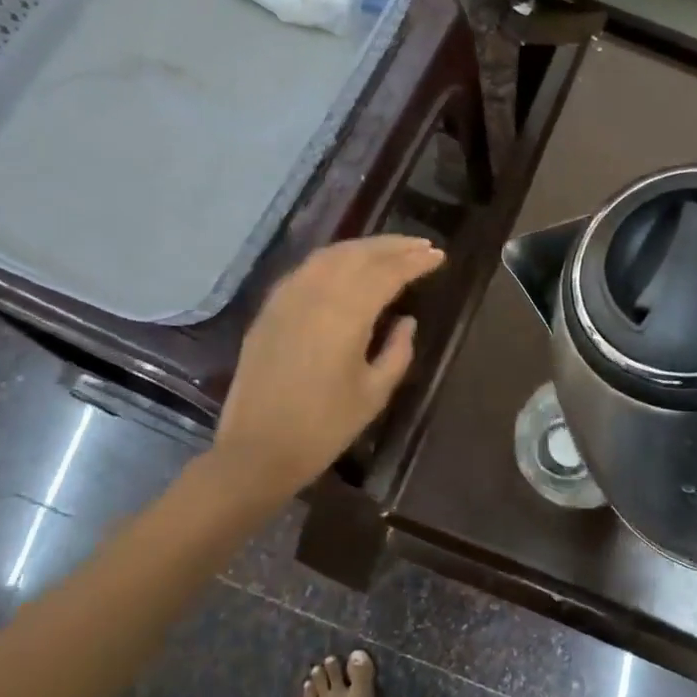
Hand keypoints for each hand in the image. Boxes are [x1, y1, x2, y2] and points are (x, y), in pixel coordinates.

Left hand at [212, 235, 444, 497]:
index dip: (415, 262)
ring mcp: (287, 298)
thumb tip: (406, 321)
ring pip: (330, 255)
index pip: (387, 273)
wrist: (257, 450)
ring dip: (364, 247)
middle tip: (422, 245)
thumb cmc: (324, 427)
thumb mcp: (374, 393)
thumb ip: (397, 351)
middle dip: (393, 246)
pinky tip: (347, 266)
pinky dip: (334, 259)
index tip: (439, 256)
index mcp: (346, 314)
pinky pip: (306, 269)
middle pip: (359, 253)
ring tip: (390, 250)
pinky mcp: (270, 309)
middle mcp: (315, 294)